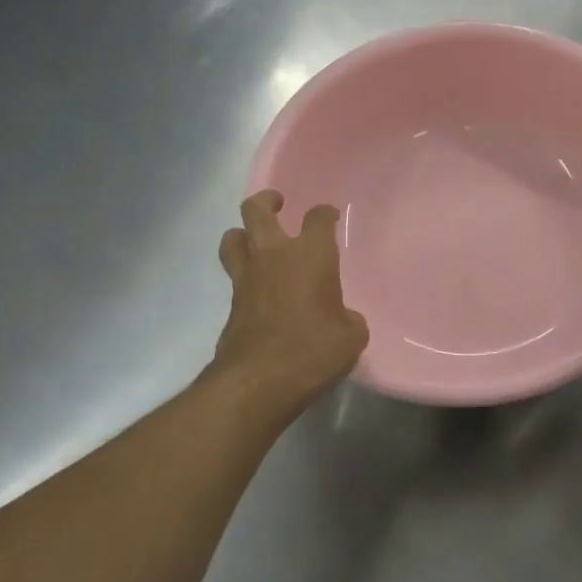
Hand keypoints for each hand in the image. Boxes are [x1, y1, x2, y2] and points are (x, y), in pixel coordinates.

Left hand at [213, 191, 368, 411]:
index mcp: (311, 254)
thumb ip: (347, 318)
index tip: (329, 217)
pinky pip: (233, 274)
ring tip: (255, 240)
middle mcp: (274, 255)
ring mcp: (247, 277)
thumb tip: (340, 317)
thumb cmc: (313, 350)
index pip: (318, 218)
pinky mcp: (230, 302)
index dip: (325, 214)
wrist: (258, 380)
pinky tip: (258, 287)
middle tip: (278, 204)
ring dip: (242, 233)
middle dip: (267, 201)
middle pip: (257, 210)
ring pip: (233, 237)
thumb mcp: (351, 336)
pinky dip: (243, 272)